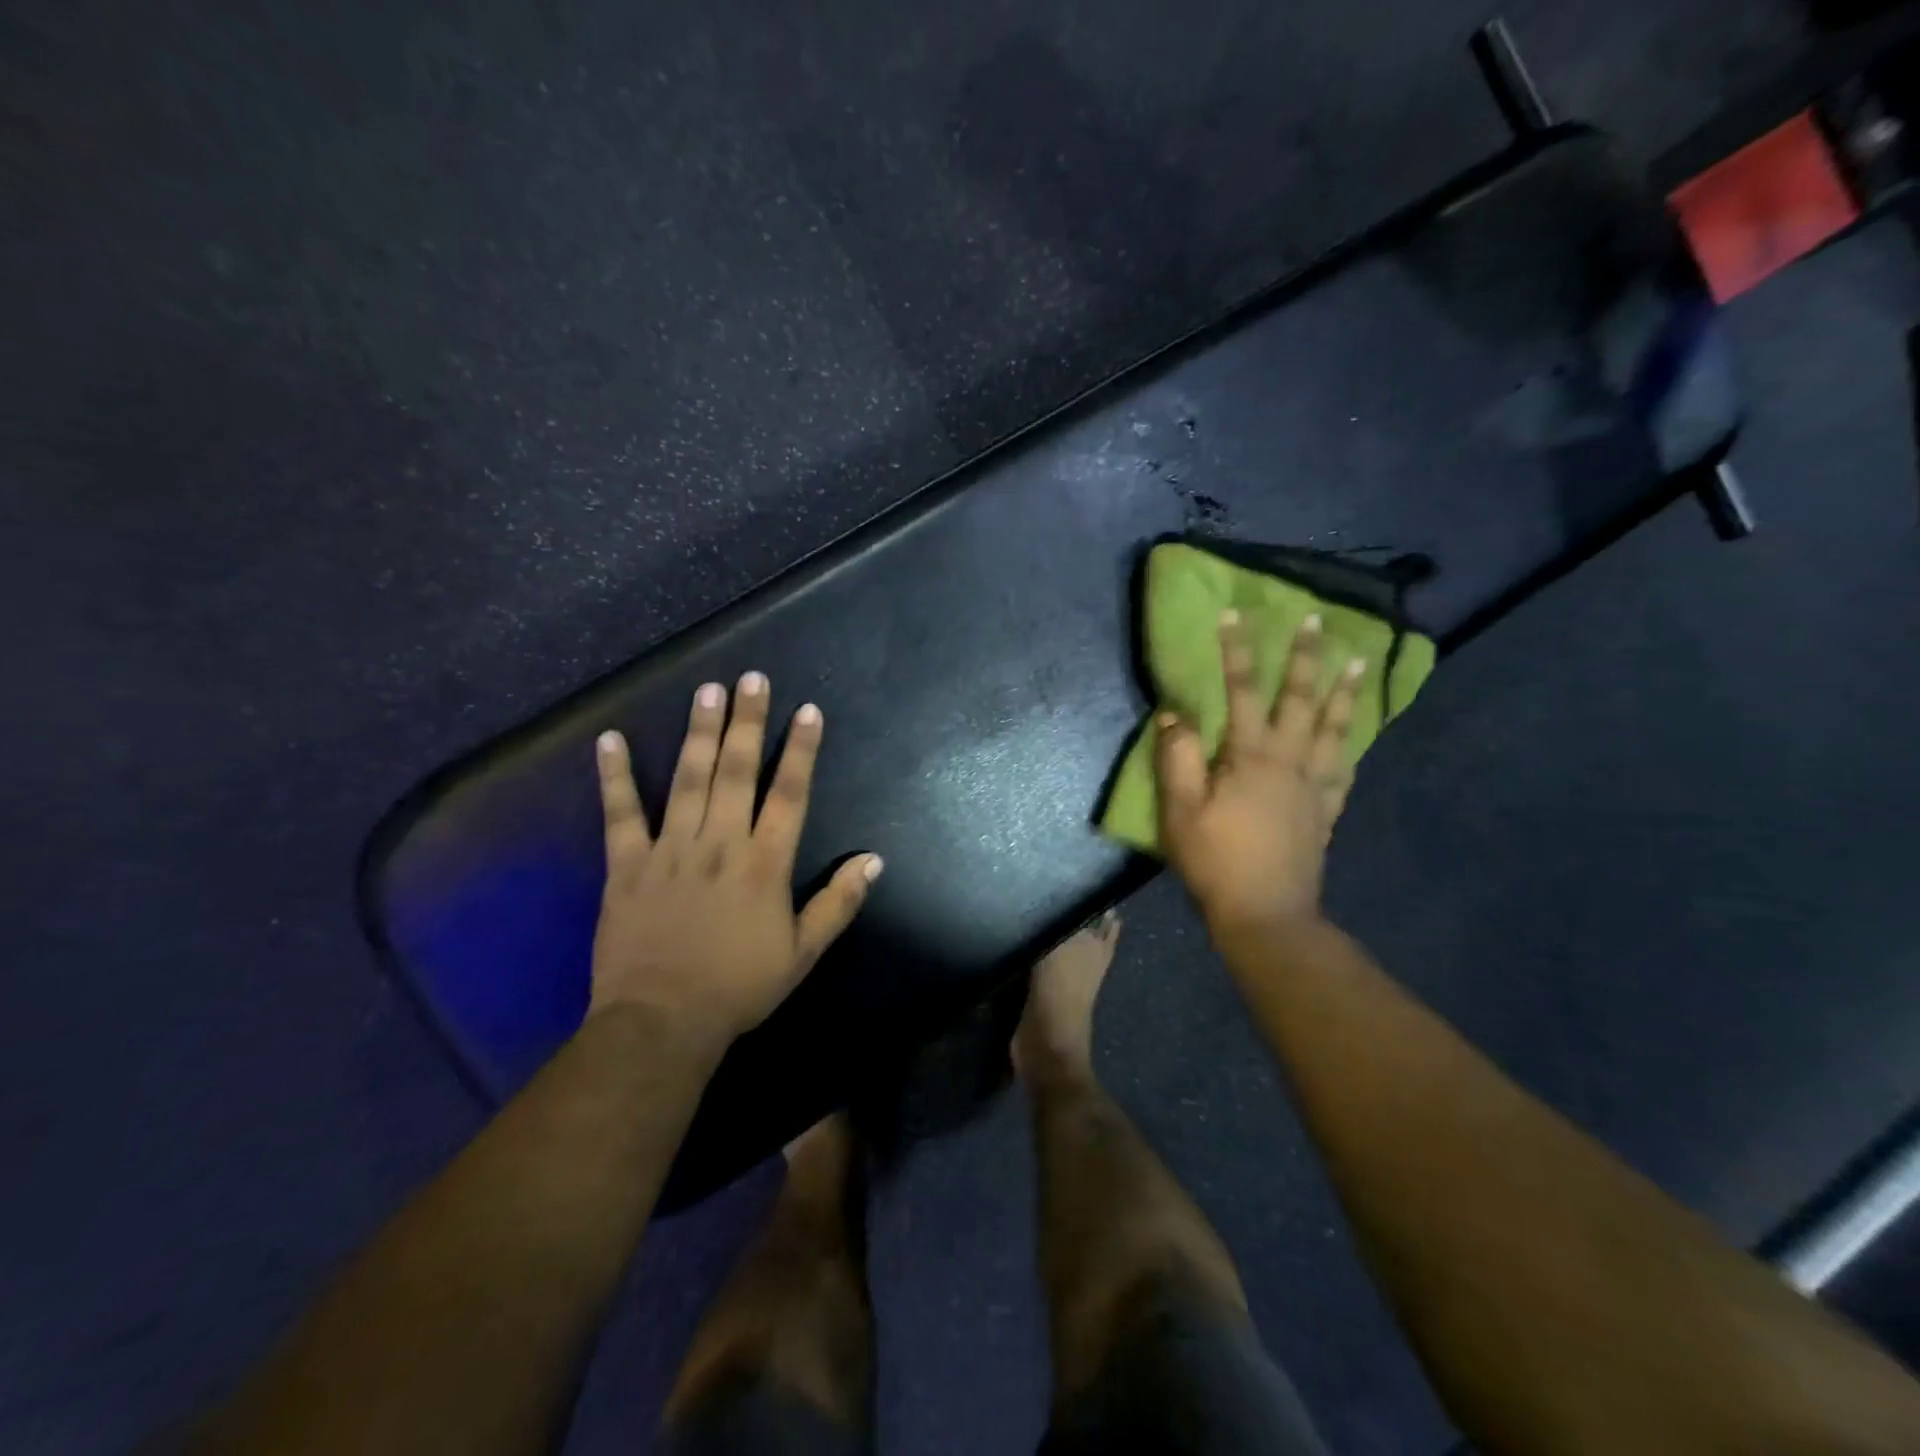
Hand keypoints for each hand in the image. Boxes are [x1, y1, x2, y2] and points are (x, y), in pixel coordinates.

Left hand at [589, 673, 881, 1050]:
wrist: (662, 1023)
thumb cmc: (739, 988)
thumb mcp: (803, 953)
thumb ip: (839, 903)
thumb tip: (873, 860)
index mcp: (764, 864)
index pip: (789, 794)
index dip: (801, 750)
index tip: (807, 711)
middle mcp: (720, 844)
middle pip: (736, 772)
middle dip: (747, 722)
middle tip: (751, 678)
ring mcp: (670, 850)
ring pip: (687, 780)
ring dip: (698, 732)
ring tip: (706, 690)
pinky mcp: (626, 865)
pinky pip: (620, 814)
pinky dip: (615, 776)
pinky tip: (609, 739)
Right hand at [1155, 612, 1364, 934]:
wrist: (1266, 915)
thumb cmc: (1216, 862)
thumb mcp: (1181, 812)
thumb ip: (1178, 759)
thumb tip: (1175, 713)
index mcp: (1251, 758)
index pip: (1242, 692)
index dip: (1237, 652)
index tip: (1234, 615)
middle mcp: (1289, 762)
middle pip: (1300, 700)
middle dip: (1306, 657)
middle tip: (1316, 620)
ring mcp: (1314, 786)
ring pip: (1333, 729)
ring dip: (1346, 692)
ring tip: (1361, 661)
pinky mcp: (1325, 812)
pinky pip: (1343, 769)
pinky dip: (1350, 745)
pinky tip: (1353, 735)